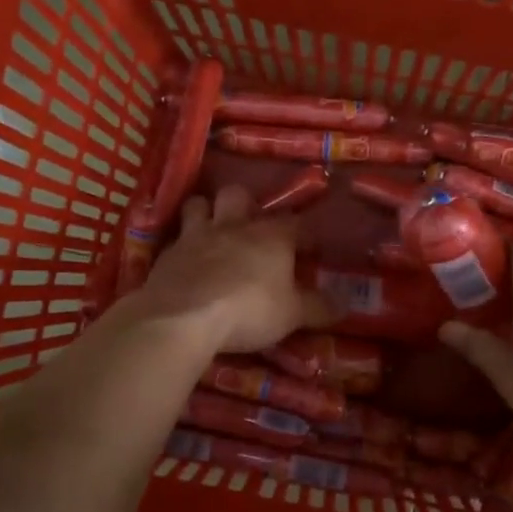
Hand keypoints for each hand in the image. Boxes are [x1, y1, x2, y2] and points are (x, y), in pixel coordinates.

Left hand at [133, 185, 330, 355]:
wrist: (183, 317)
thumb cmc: (249, 310)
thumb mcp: (292, 315)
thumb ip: (318, 308)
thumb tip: (345, 305)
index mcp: (271, 236)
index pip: (296, 222)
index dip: (305, 233)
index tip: (311, 248)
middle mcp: (234, 226)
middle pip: (239, 194)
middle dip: (246, 204)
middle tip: (251, 225)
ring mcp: (196, 235)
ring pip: (199, 204)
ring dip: (206, 211)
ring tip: (211, 228)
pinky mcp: (167, 253)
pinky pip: (174, 237)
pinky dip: (181, 244)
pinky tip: (184, 259)